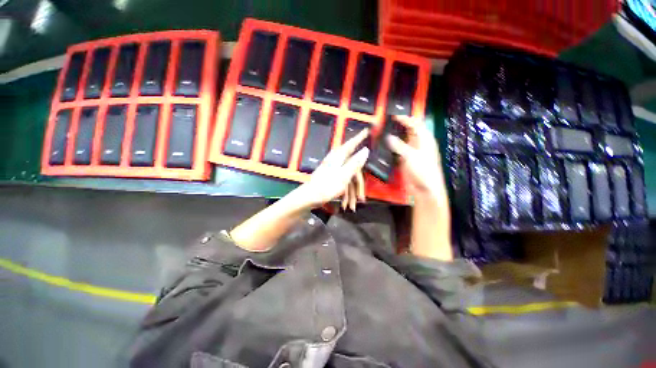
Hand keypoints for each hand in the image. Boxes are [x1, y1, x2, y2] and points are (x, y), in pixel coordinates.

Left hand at [293, 129, 369, 209]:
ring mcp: (334, 169)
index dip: (360, 138)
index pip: (352, 144)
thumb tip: (366, 150)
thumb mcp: (344, 175)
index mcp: (339, 157)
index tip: (367, 130)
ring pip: (349, 179)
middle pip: (353, 169)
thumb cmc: (326, 186)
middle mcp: (337, 161)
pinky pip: (343, 183)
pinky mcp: (331, 177)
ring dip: (351, 194)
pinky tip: (344, 204)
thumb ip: (355, 163)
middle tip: (361, 199)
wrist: (308, 198)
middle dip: (358, 186)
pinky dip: (345, 194)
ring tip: (351, 207)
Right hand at [386, 116, 446, 202]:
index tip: (394, 116)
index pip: (416, 124)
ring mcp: (412, 152)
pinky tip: (385, 146)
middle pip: (409, 130)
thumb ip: (399, 145)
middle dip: (399, 126)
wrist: (425, 188)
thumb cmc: (423, 170)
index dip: (406, 118)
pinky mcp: (407, 160)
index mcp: (425, 139)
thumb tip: (389, 137)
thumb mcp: (411, 156)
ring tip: (384, 133)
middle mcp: (419, 143)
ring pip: (403, 140)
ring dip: (395, 136)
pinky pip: (399, 150)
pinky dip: (393, 147)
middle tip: (387, 124)